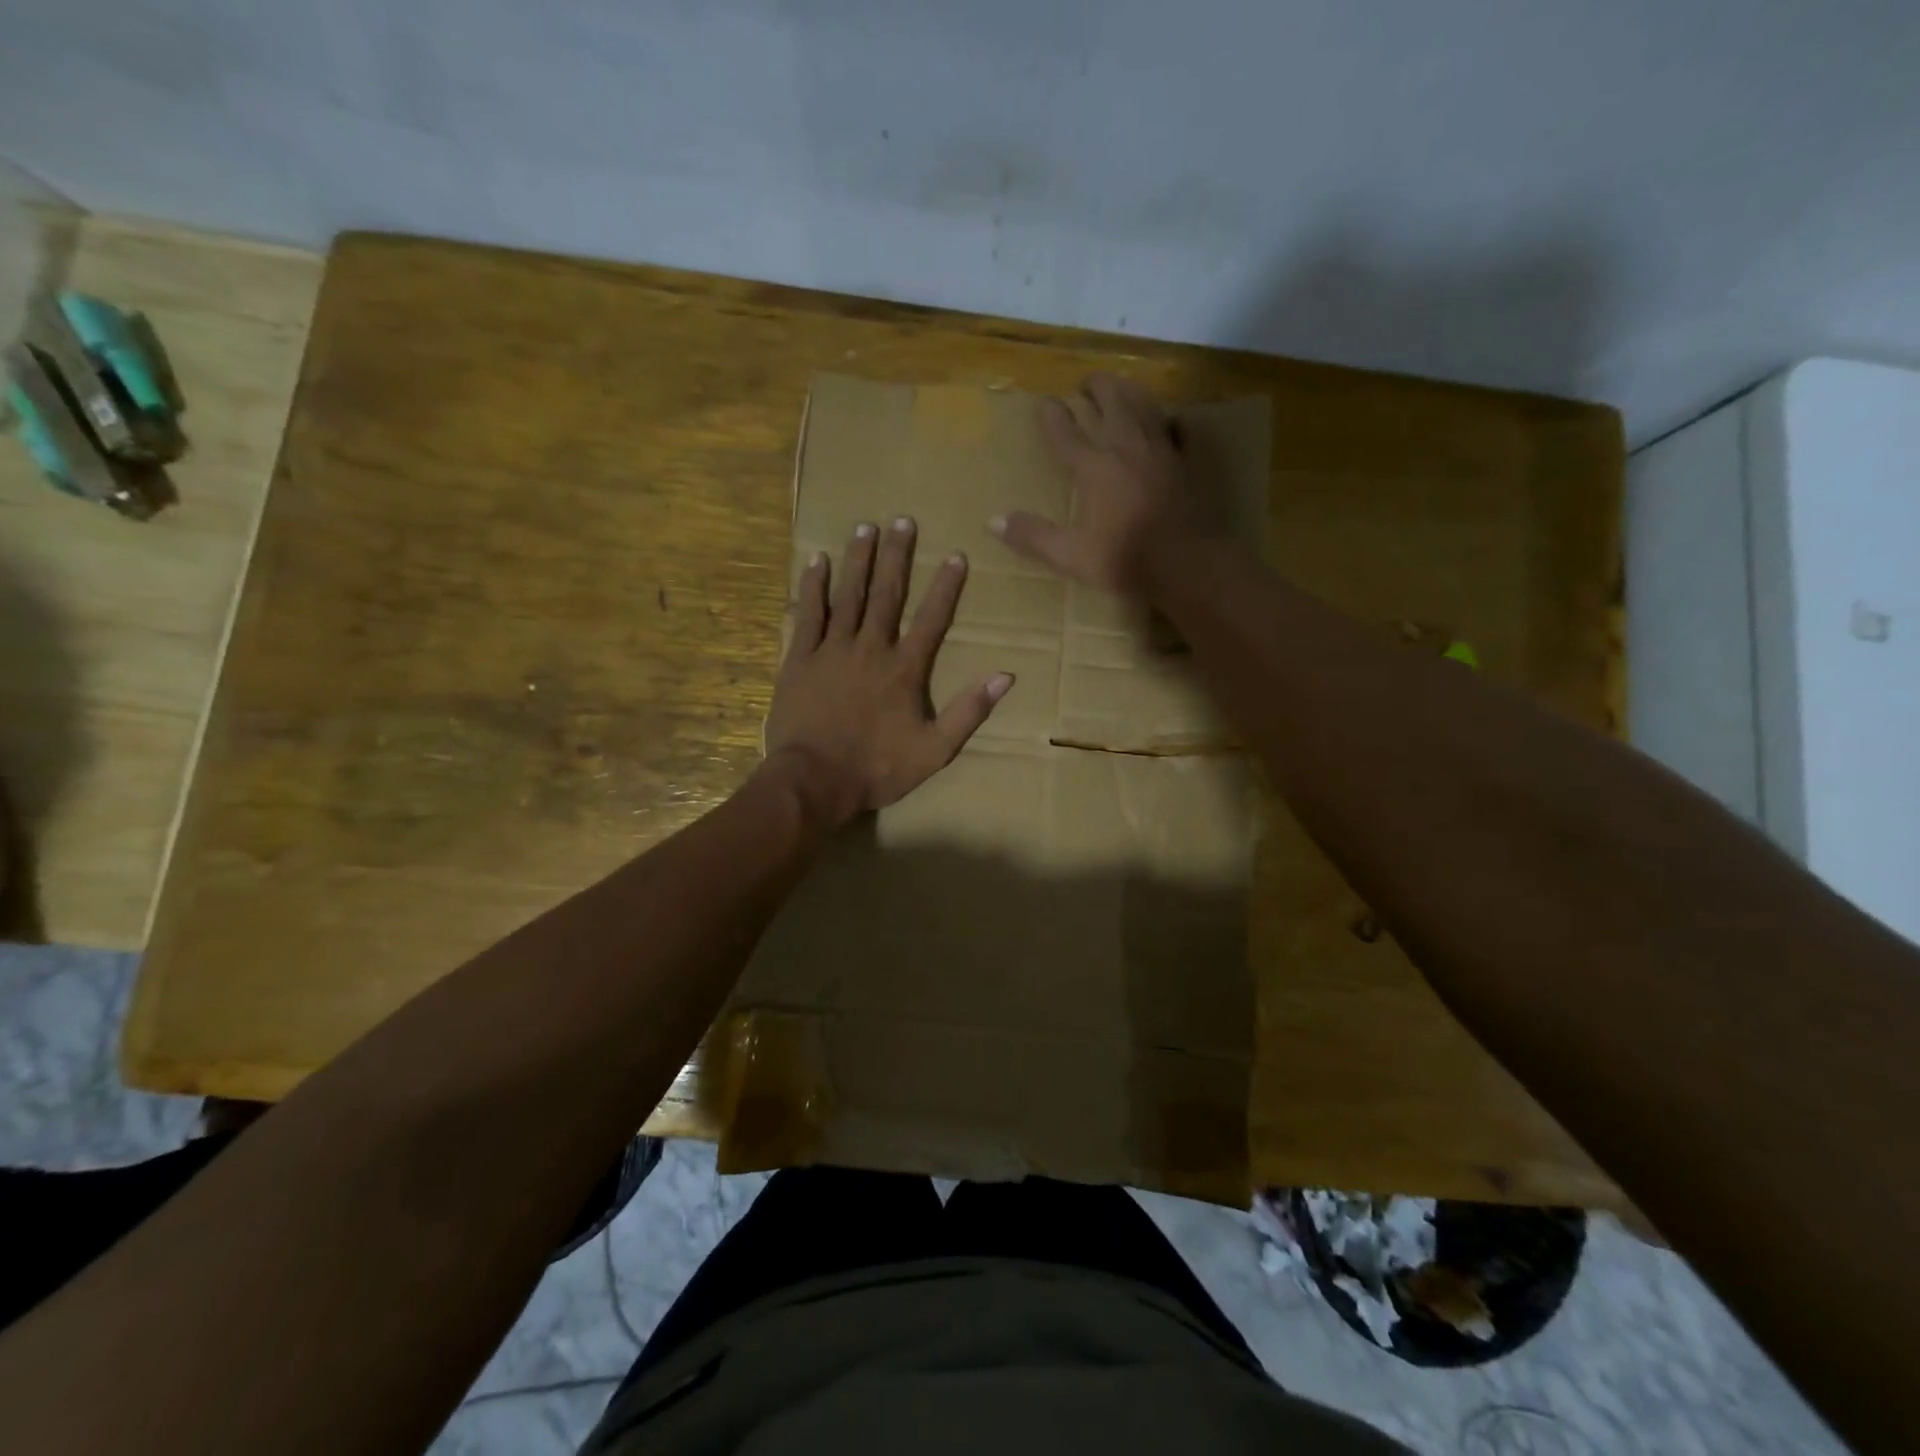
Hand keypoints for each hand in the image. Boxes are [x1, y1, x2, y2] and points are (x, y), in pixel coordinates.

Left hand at [764, 517, 1013, 828]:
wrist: (814, 780)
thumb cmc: (877, 769)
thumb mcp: (935, 750)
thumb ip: (969, 711)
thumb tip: (1006, 675)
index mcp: (905, 671)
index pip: (932, 619)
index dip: (946, 587)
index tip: (957, 555)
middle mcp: (871, 649)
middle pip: (887, 595)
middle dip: (897, 556)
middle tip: (902, 520)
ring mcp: (832, 651)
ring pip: (848, 596)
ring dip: (858, 561)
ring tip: (865, 527)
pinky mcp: (800, 659)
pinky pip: (808, 615)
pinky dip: (813, 588)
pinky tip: (817, 562)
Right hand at [990, 372, 1208, 594]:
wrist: (1185, 562)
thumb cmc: (1123, 559)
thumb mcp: (1069, 554)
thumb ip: (1033, 536)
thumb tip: (993, 521)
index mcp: (1093, 466)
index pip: (1065, 431)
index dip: (1051, 415)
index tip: (1043, 402)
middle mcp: (1125, 446)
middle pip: (1109, 402)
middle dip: (1094, 388)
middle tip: (1084, 385)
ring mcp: (1160, 450)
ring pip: (1144, 406)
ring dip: (1129, 391)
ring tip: (1121, 386)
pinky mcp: (1186, 463)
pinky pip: (1180, 430)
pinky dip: (1172, 420)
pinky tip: (1171, 419)